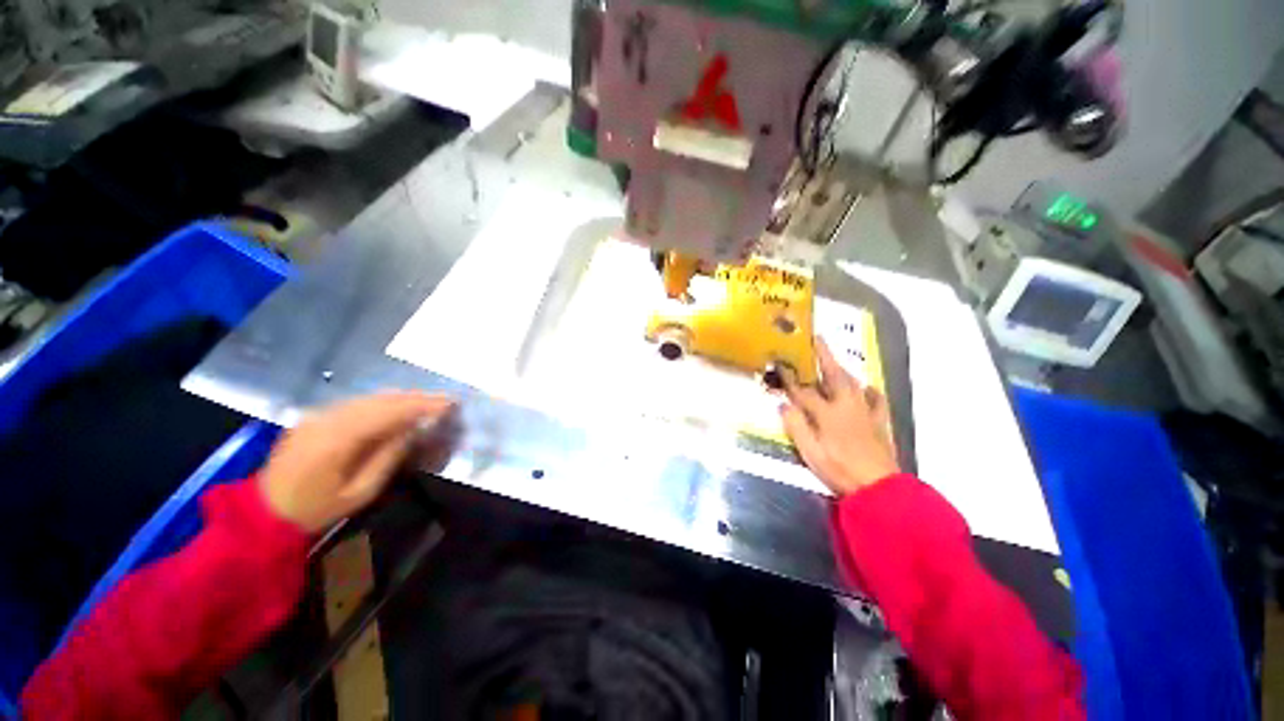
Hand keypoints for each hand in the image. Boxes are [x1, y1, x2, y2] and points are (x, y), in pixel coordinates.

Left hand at [258, 392, 456, 532]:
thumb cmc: (315, 509)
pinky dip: (384, 402)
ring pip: (370, 397)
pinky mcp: (315, 416)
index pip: (388, 412)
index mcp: (337, 440)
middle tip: (446, 400)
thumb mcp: (359, 493)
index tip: (450, 403)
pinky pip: (358, 402)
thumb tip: (412, 430)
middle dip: (417, 397)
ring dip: (403, 397)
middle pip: (381, 399)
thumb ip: (388, 458)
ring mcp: (319, 415)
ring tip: (429, 402)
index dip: (422, 405)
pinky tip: (399, 407)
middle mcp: (327, 419)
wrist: (263, 512)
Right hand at [781, 339, 899, 496]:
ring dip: (841, 368)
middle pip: (833, 375)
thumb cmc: (839, 469)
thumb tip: (783, 405)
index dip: (790, 378)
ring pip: (853, 382)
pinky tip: (865, 388)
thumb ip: (796, 426)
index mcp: (827, 413)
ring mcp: (865, 411)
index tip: (780, 364)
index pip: (803, 391)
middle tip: (817, 339)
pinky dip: (868, 390)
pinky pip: (875, 399)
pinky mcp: (879, 421)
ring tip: (833, 360)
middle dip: (824, 356)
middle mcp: (846, 405)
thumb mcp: (810, 452)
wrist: (878, 487)